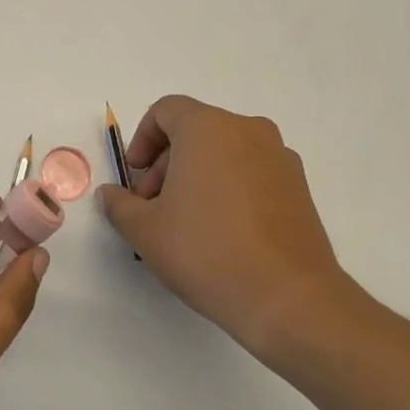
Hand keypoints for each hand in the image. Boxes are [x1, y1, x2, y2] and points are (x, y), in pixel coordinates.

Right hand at [97, 95, 363, 363]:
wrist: (288, 298)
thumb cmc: (206, 251)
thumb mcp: (145, 230)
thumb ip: (119, 204)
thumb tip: (111, 194)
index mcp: (208, 127)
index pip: (166, 111)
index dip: (142, 139)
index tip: (134, 178)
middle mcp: (248, 130)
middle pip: (195, 131)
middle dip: (166, 164)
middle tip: (153, 207)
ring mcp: (279, 157)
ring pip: (224, 152)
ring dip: (197, 176)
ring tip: (186, 224)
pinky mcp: (299, 187)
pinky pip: (251, 172)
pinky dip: (229, 188)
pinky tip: (221, 233)